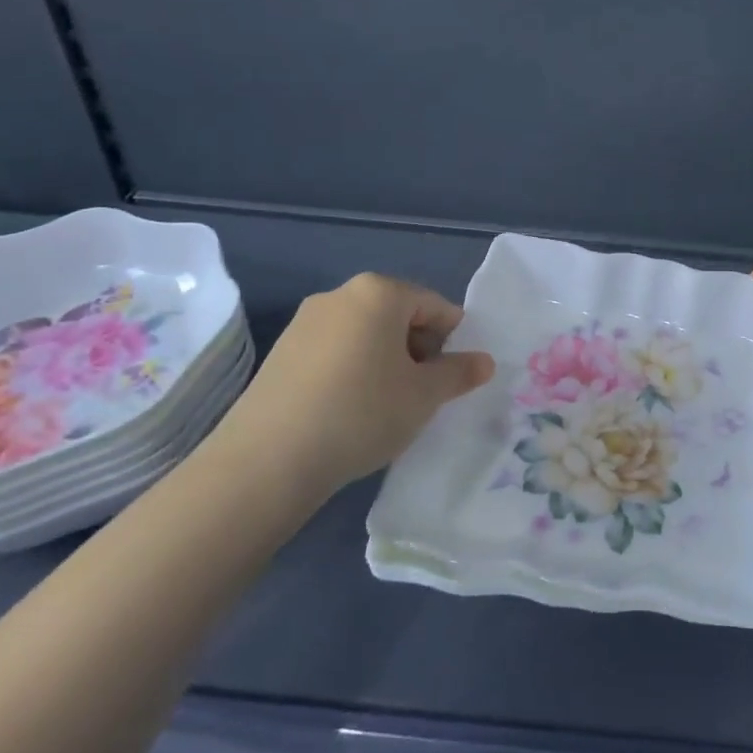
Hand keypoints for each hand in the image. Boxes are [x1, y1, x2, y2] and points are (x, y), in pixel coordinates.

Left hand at [208, 274, 493, 510]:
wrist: (268, 459)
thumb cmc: (362, 412)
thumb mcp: (425, 396)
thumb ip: (459, 373)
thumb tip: (484, 361)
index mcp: (380, 292)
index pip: (435, 306)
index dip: (453, 341)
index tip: (452, 378)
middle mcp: (340, 295)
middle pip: (398, 315)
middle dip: (418, 349)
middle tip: (421, 394)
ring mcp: (305, 322)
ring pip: (365, 334)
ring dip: (385, 361)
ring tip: (385, 406)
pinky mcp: (281, 351)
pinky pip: (334, 351)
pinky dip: (352, 371)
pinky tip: (348, 411)